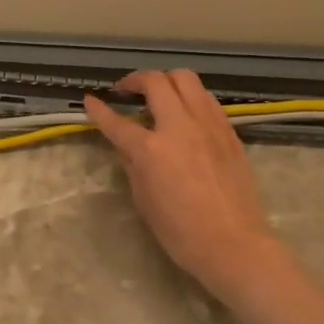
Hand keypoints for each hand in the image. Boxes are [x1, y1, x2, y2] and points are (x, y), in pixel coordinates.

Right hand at [83, 70, 279, 302]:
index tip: (90, 100)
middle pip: (156, 81)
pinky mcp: (228, 131)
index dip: (98, 110)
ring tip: (158, 95)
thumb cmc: (180, 231)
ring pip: (186, 80)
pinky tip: (185, 114)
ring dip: (166, 81)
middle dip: (136, 80)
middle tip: (126, 90)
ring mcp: (208, 125)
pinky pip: (206, 99)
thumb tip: (126, 144)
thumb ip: (132, 164)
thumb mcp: (143, 198)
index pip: (116, 122)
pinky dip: (190, 97)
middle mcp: (180, 127)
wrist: (233, 244)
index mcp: (151, 149)